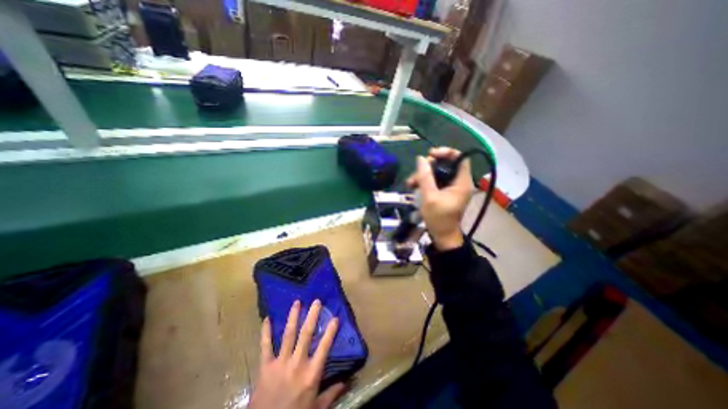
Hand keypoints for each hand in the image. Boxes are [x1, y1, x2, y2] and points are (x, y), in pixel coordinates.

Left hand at [249, 299, 344, 407]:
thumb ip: (332, 393)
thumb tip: (347, 381)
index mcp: (311, 373)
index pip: (325, 347)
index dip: (330, 331)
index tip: (335, 317)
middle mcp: (297, 363)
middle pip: (306, 334)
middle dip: (312, 316)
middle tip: (316, 301)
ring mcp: (280, 363)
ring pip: (288, 334)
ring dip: (293, 317)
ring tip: (297, 302)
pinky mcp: (265, 367)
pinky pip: (265, 346)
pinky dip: (266, 332)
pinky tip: (267, 319)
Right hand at [404, 145, 472, 248]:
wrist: (442, 236)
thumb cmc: (438, 218)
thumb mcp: (429, 197)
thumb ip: (425, 177)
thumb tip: (420, 159)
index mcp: (462, 182)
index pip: (460, 158)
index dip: (446, 152)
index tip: (430, 155)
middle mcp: (459, 182)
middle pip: (446, 165)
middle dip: (429, 166)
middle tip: (416, 172)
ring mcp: (452, 188)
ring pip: (438, 173)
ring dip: (423, 175)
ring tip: (410, 183)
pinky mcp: (445, 193)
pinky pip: (435, 181)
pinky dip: (425, 182)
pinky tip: (414, 187)